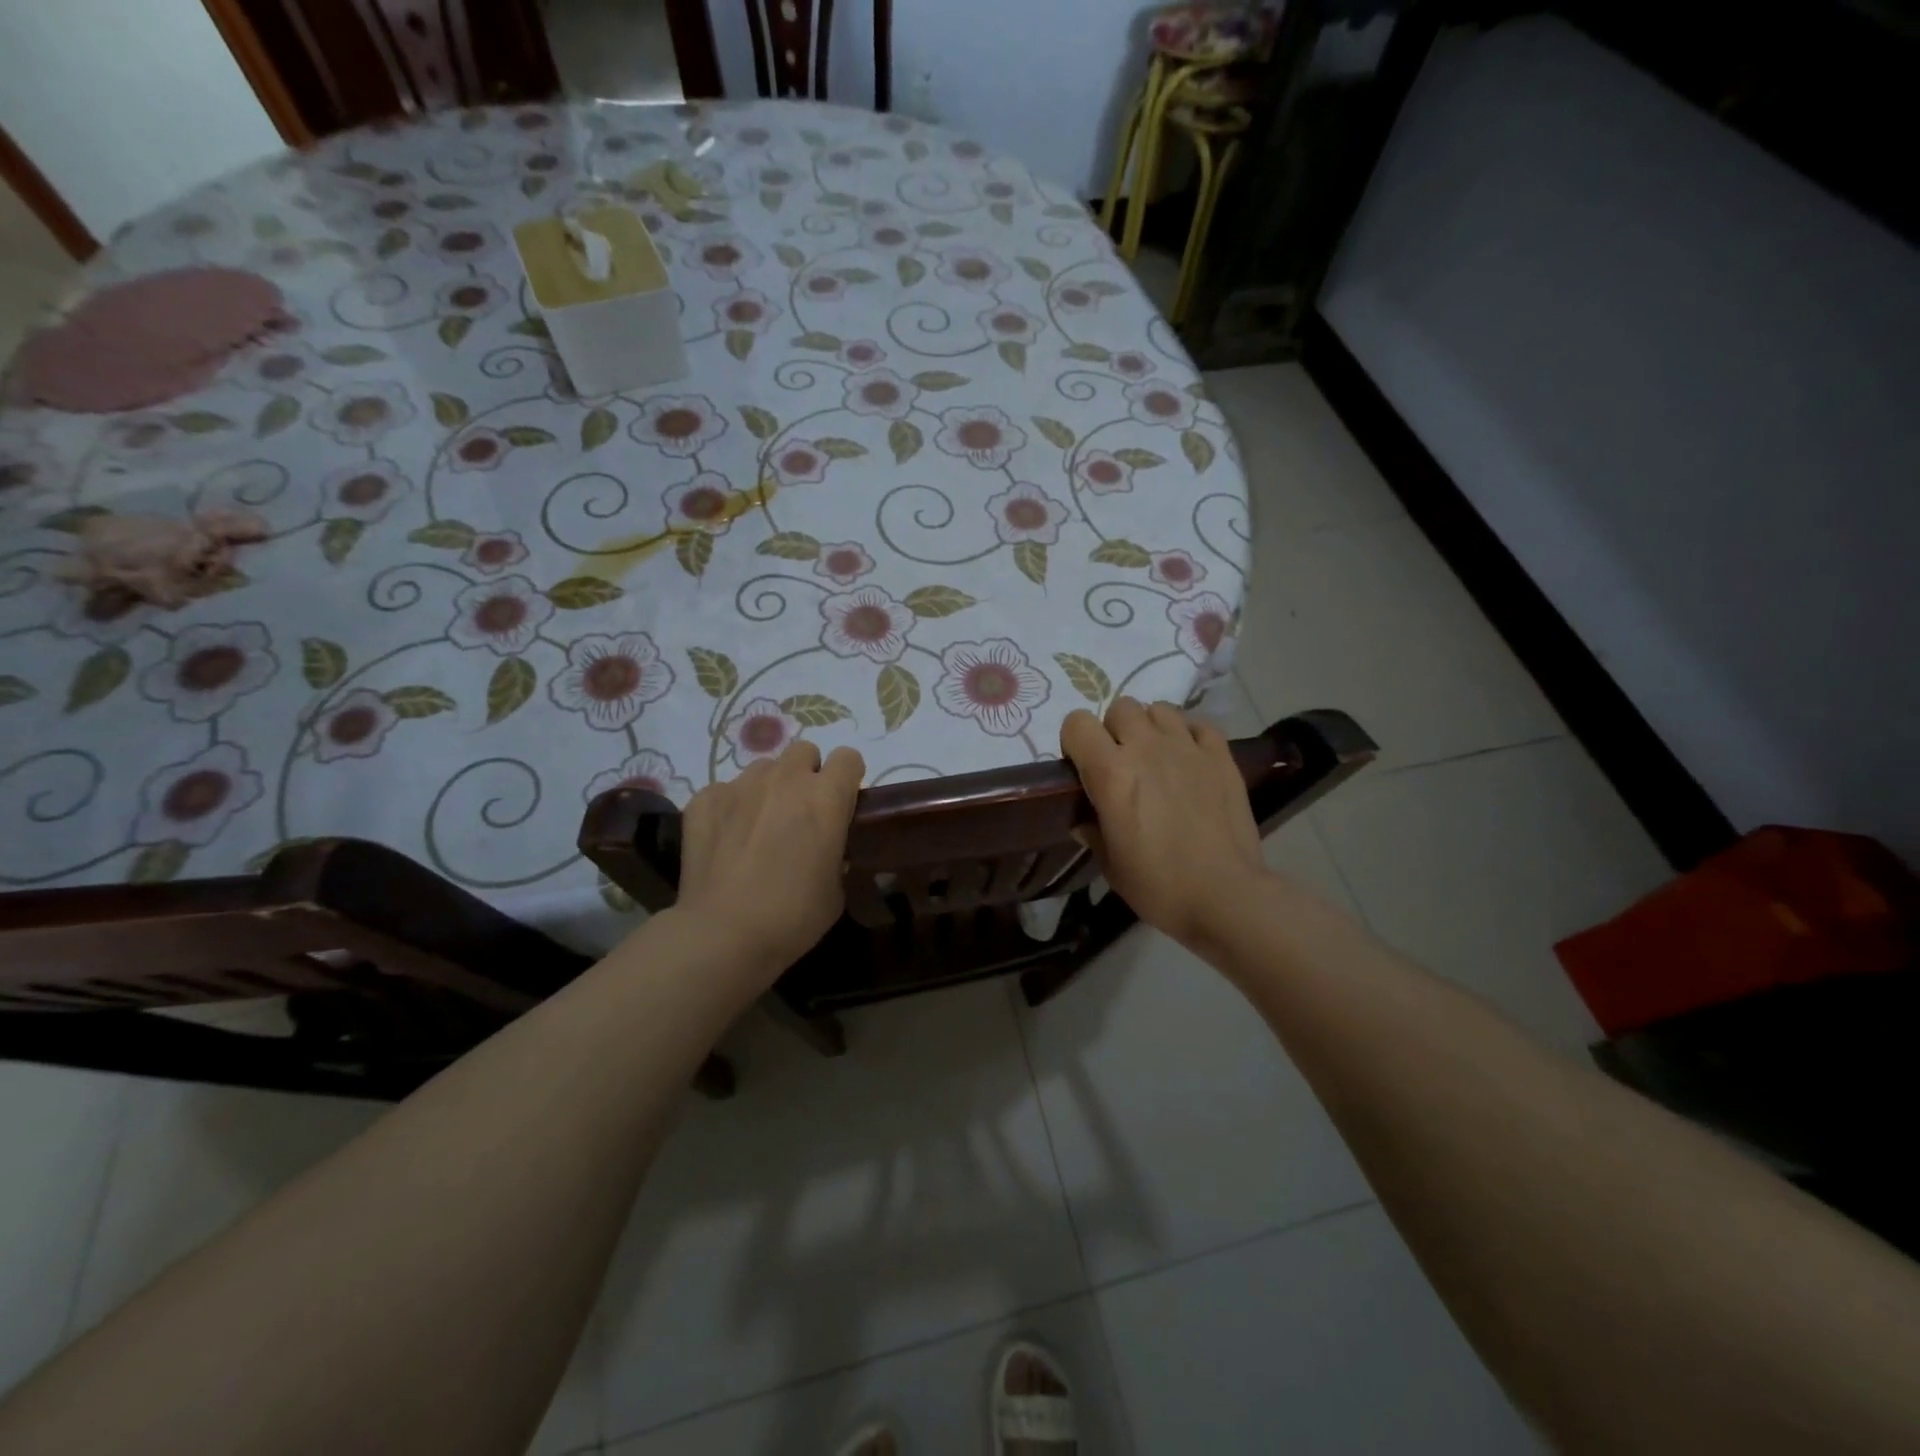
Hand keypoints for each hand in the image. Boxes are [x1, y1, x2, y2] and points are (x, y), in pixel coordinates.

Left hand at [673, 740, 864, 981]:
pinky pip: (724, 791)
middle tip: (801, 813)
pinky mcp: (704, 800)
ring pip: (764, 768)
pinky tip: (726, 840)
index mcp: (825, 798)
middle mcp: (785, 780)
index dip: (848, 778)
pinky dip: (730, 808)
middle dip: (807, 775)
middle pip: (804, 751)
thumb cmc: (793, 916)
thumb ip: (836, 855)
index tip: (842, 802)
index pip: (848, 758)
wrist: (724, 934)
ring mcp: (740, 786)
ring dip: (769, 789)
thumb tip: (826, 849)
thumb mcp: (836, 890)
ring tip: (760, 826)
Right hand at [1061, 698, 1266, 949]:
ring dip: (1151, 727)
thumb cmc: (1159, 886)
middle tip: (1121, 762)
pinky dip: (1190, 734)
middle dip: (1114, 730)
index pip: (1077, 724)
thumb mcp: (1111, 865)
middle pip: (1120, 707)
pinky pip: (1199, 724)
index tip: (1081, 765)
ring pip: (1159, 708)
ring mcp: (1187, 748)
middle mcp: (1146, 749)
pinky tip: (1189, 758)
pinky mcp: (1221, 756)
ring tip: (1156, 756)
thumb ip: (1093, 833)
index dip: (1075, 741)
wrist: (1225, 896)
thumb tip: (1085, 822)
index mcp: (1111, 773)